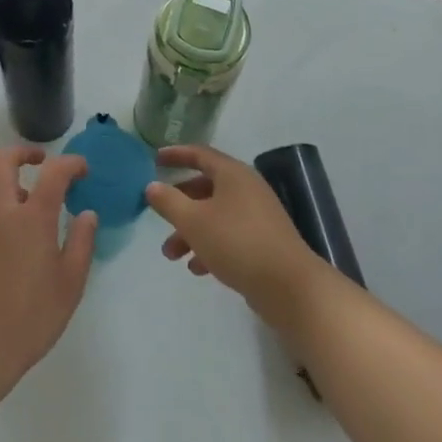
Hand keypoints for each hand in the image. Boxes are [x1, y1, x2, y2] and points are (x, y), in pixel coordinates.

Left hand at [0, 146, 96, 395]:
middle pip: (3, 160)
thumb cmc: (30, 319)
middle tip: (41, 162)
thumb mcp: (70, 285)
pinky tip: (0, 226)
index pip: (53, 172)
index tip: (81, 169)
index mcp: (31, 218)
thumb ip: (81, 243)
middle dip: (24, 153)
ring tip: (16, 192)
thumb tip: (87, 213)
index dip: (70, 163)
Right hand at [145, 144, 325, 325]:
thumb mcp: (193, 221)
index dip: (175, 155)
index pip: (199, 154)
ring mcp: (258, 216)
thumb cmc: (237, 243)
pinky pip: (229, 236)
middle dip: (179, 205)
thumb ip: (169, 202)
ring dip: (190, 231)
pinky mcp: (263, 242)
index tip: (154, 160)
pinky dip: (210, 246)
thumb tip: (152, 186)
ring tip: (172, 255)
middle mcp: (247, 189)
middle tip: (158, 217)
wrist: (289, 286)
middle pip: (205, 187)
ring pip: (215, 215)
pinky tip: (197, 269)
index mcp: (233, 174)